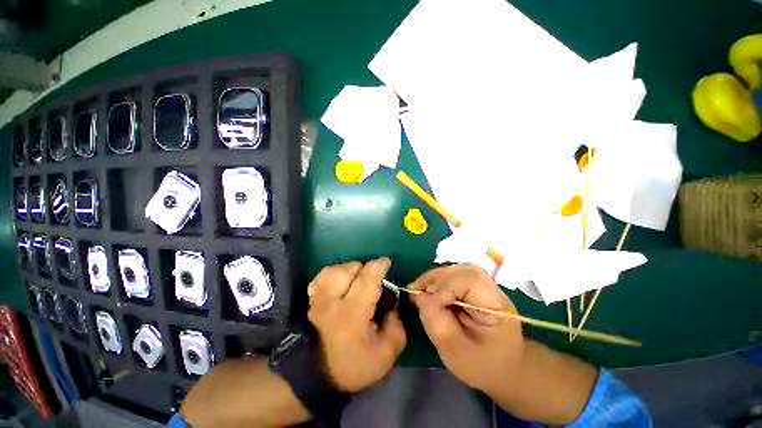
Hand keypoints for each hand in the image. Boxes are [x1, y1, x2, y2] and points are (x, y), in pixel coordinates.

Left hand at [307, 258, 405, 391]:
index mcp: (353, 312)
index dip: (379, 266)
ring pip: (334, 269)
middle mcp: (334, 300)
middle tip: (372, 281)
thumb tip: (393, 308)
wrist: (316, 376)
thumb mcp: (385, 355)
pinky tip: (340, 280)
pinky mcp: (312, 300)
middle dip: (365, 269)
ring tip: (356, 279)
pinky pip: (321, 277)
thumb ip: (396, 328)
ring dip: (350, 269)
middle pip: (350, 269)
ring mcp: (319, 299)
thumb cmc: (352, 366)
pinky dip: (333, 273)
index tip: (386, 262)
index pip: (367, 280)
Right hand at [410, 264, 523, 393]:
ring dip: (435, 277)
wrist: (503, 368)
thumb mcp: (455, 352)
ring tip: (420, 289)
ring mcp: (485, 286)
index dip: (445, 286)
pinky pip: (455, 276)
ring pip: (457, 270)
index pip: (471, 280)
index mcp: (496, 307)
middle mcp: (492, 290)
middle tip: (416, 290)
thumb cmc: (482, 366)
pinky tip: (429, 290)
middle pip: (462, 271)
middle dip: (436, 278)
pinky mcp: (476, 287)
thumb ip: (436, 322)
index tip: (426, 301)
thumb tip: (419, 295)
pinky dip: (439, 281)